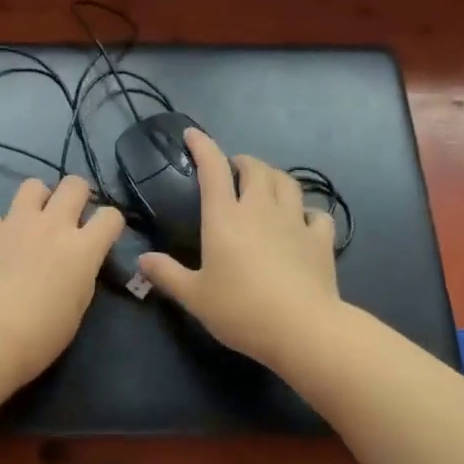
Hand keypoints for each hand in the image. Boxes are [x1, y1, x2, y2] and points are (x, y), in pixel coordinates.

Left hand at [0, 175, 125, 387]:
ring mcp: (15, 223)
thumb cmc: (39, 335)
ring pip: (34, 185)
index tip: (103, 235)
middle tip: (70, 217)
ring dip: (39, 200)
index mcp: (82, 248)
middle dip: (78, 196)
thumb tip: (76, 263)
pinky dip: (0, 229)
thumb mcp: (77, 307)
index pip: (111, 216)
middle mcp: (52, 225)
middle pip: (75, 184)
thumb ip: (81, 274)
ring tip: (33, 222)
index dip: (110, 224)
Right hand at [137, 130, 342, 368]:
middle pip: (256, 168)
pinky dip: (308, 212)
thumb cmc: (241, 310)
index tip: (192, 134)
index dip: (203, 146)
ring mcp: (294, 221)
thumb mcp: (195, 297)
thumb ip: (167, 274)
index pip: (213, 169)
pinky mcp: (320, 239)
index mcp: (225, 217)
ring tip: (267, 185)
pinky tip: (304, 221)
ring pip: (287, 182)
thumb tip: (142, 259)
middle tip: (235, 171)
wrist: (301, 328)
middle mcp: (261, 209)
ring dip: (274, 177)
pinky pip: (316, 214)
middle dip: (243, 162)